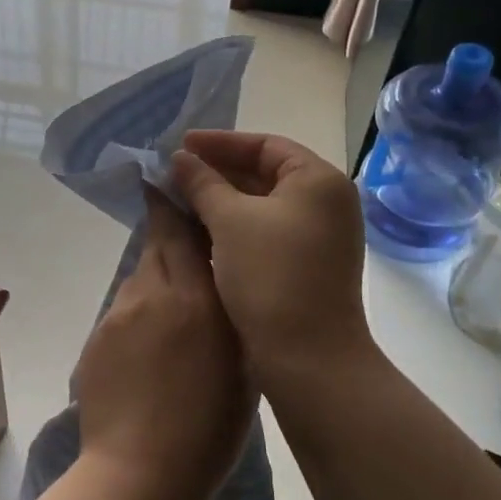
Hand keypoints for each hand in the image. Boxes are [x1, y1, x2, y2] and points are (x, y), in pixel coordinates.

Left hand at [73, 189, 251, 499]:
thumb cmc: (208, 432)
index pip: (185, 233)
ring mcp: (119, 313)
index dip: (181, 205)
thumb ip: (232, 318)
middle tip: (183, 232)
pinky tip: (150, 346)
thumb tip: (225, 286)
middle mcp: (154, 293)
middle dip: (169, 231)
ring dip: (157, 278)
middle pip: (158, 243)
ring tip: (174, 309)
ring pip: (141, 276)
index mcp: (198, 301)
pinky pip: (124, 308)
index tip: (180, 185)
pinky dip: (139, 313)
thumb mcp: (241, 370)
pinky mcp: (97, 335)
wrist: (138, 474)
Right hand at [170, 131, 374, 389]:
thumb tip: (180, 158)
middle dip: (217, 173)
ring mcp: (319, 237)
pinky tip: (199, 233)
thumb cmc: (271, 276)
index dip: (220, 143)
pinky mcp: (307, 266)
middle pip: (265, 173)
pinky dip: (234, 228)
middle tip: (174, 174)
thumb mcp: (229, 221)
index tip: (180, 145)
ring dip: (221, 202)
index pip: (265, 144)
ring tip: (179, 201)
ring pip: (262, 206)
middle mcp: (326, 203)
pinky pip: (265, 232)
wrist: (308, 357)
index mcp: (318, 180)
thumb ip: (202, 183)